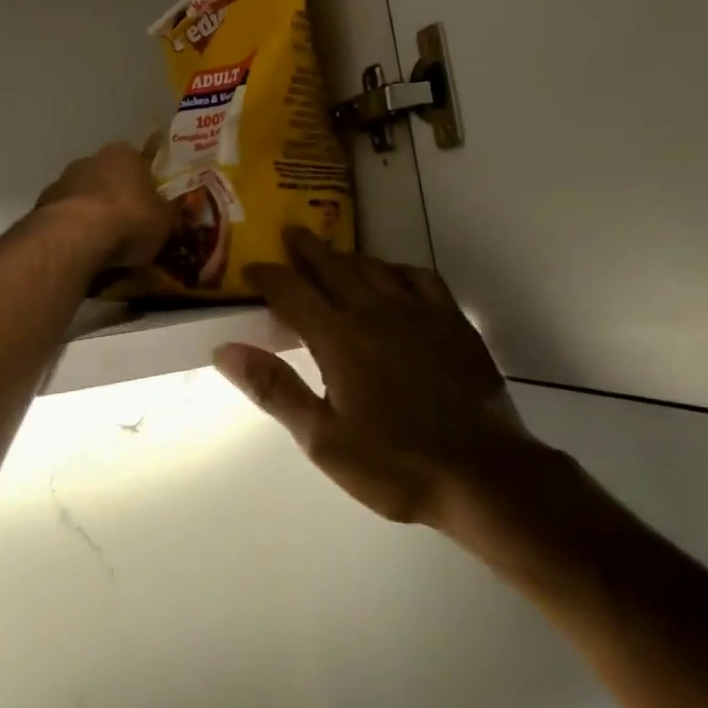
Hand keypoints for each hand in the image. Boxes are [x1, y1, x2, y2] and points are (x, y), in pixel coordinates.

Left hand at [34, 142, 174, 271]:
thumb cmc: (129, 219)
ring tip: (105, 249)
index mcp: (123, 153)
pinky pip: (65, 221)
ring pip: (83, 200)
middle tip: (129, 231)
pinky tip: (83, 255)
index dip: (146, 188)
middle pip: (108, 180)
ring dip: (92, 218)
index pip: (139, 165)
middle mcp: (90, 160)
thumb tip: (172, 210)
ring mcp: (61, 182)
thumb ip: (168, 211)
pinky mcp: (41, 208)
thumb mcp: (165, 219)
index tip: (151, 210)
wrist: (75, 238)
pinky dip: (73, 234)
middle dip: (117, 201)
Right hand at [214, 229, 556, 528]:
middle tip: (290, 233)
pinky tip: (392, 273)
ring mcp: (417, 312)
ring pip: (373, 268)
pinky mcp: (451, 320)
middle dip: (307, 249)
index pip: (293, 292)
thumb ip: (274, 389)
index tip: (252, 267)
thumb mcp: (323, 439)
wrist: (482, 474)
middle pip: (332, 267)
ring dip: (347, 256)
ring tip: (332, 251)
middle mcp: (374, 311)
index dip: (269, 276)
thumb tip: (225, 349)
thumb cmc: (395, 463)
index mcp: (339, 338)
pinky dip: (398, 268)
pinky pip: (419, 277)